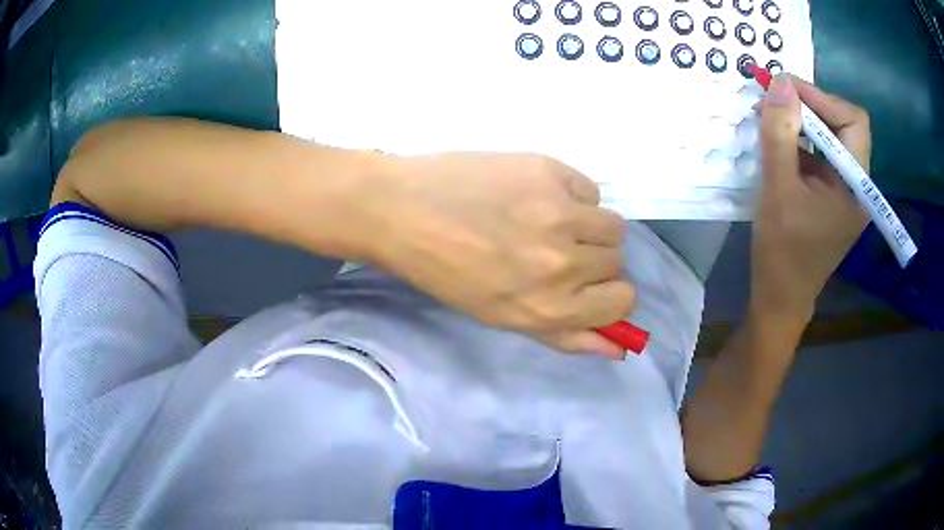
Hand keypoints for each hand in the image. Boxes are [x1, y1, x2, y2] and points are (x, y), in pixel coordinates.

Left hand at [373, 152, 634, 357]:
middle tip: (549, 250)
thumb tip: (619, 350)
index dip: (606, 296)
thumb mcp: (503, 316)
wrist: (400, 210)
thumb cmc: (444, 271)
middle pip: (616, 262)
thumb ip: (566, 336)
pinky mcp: (549, 171)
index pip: (621, 302)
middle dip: (590, 261)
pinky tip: (535, 194)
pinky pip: (589, 189)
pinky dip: (571, 194)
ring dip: (588, 227)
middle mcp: (562, 263)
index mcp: (549, 307)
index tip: (586, 287)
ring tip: (548, 221)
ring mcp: (559, 212)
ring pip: (612, 225)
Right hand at [752, 75, 870, 320]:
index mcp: (856, 186)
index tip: (784, 89)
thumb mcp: (778, 188)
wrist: (781, 298)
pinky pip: (821, 155)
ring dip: (802, 122)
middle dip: (810, 106)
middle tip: (775, 100)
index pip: (852, 121)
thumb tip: (780, 81)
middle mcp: (857, 184)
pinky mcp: (832, 195)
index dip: (821, 97)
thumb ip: (780, 133)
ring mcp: (845, 191)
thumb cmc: (783, 251)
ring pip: (831, 137)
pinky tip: (778, 143)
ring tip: (771, 118)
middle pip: (843, 124)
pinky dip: (800, 141)